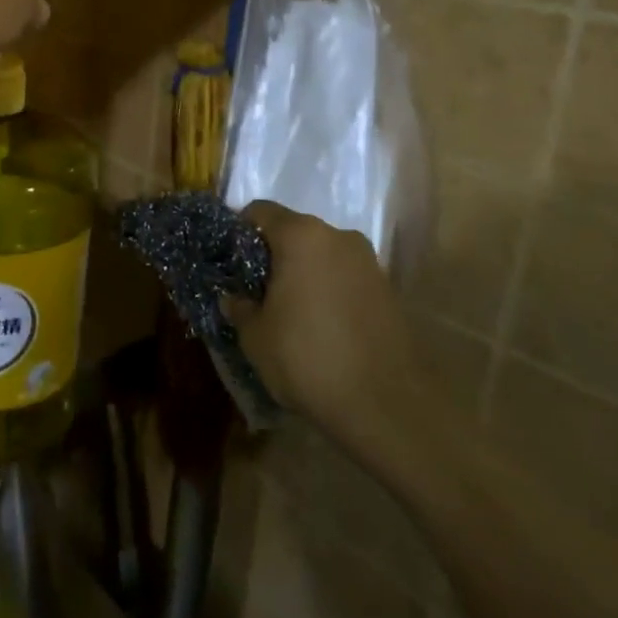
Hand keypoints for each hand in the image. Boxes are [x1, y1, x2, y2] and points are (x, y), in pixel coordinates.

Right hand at [228, 201, 421, 426]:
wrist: (388, 405)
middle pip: (293, 232)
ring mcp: (368, 262)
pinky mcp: (388, 290)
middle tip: (254, 290)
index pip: (260, 211)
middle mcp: (338, 237)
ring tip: (287, 311)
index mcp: (301, 236)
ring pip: (321, 255)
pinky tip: (319, 325)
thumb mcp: (255, 337)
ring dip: (302, 273)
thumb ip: (239, 308)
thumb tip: (233, 297)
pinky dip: (327, 290)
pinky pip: (344, 277)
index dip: (238, 232)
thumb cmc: (308, 358)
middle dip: (271, 255)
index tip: (228, 261)